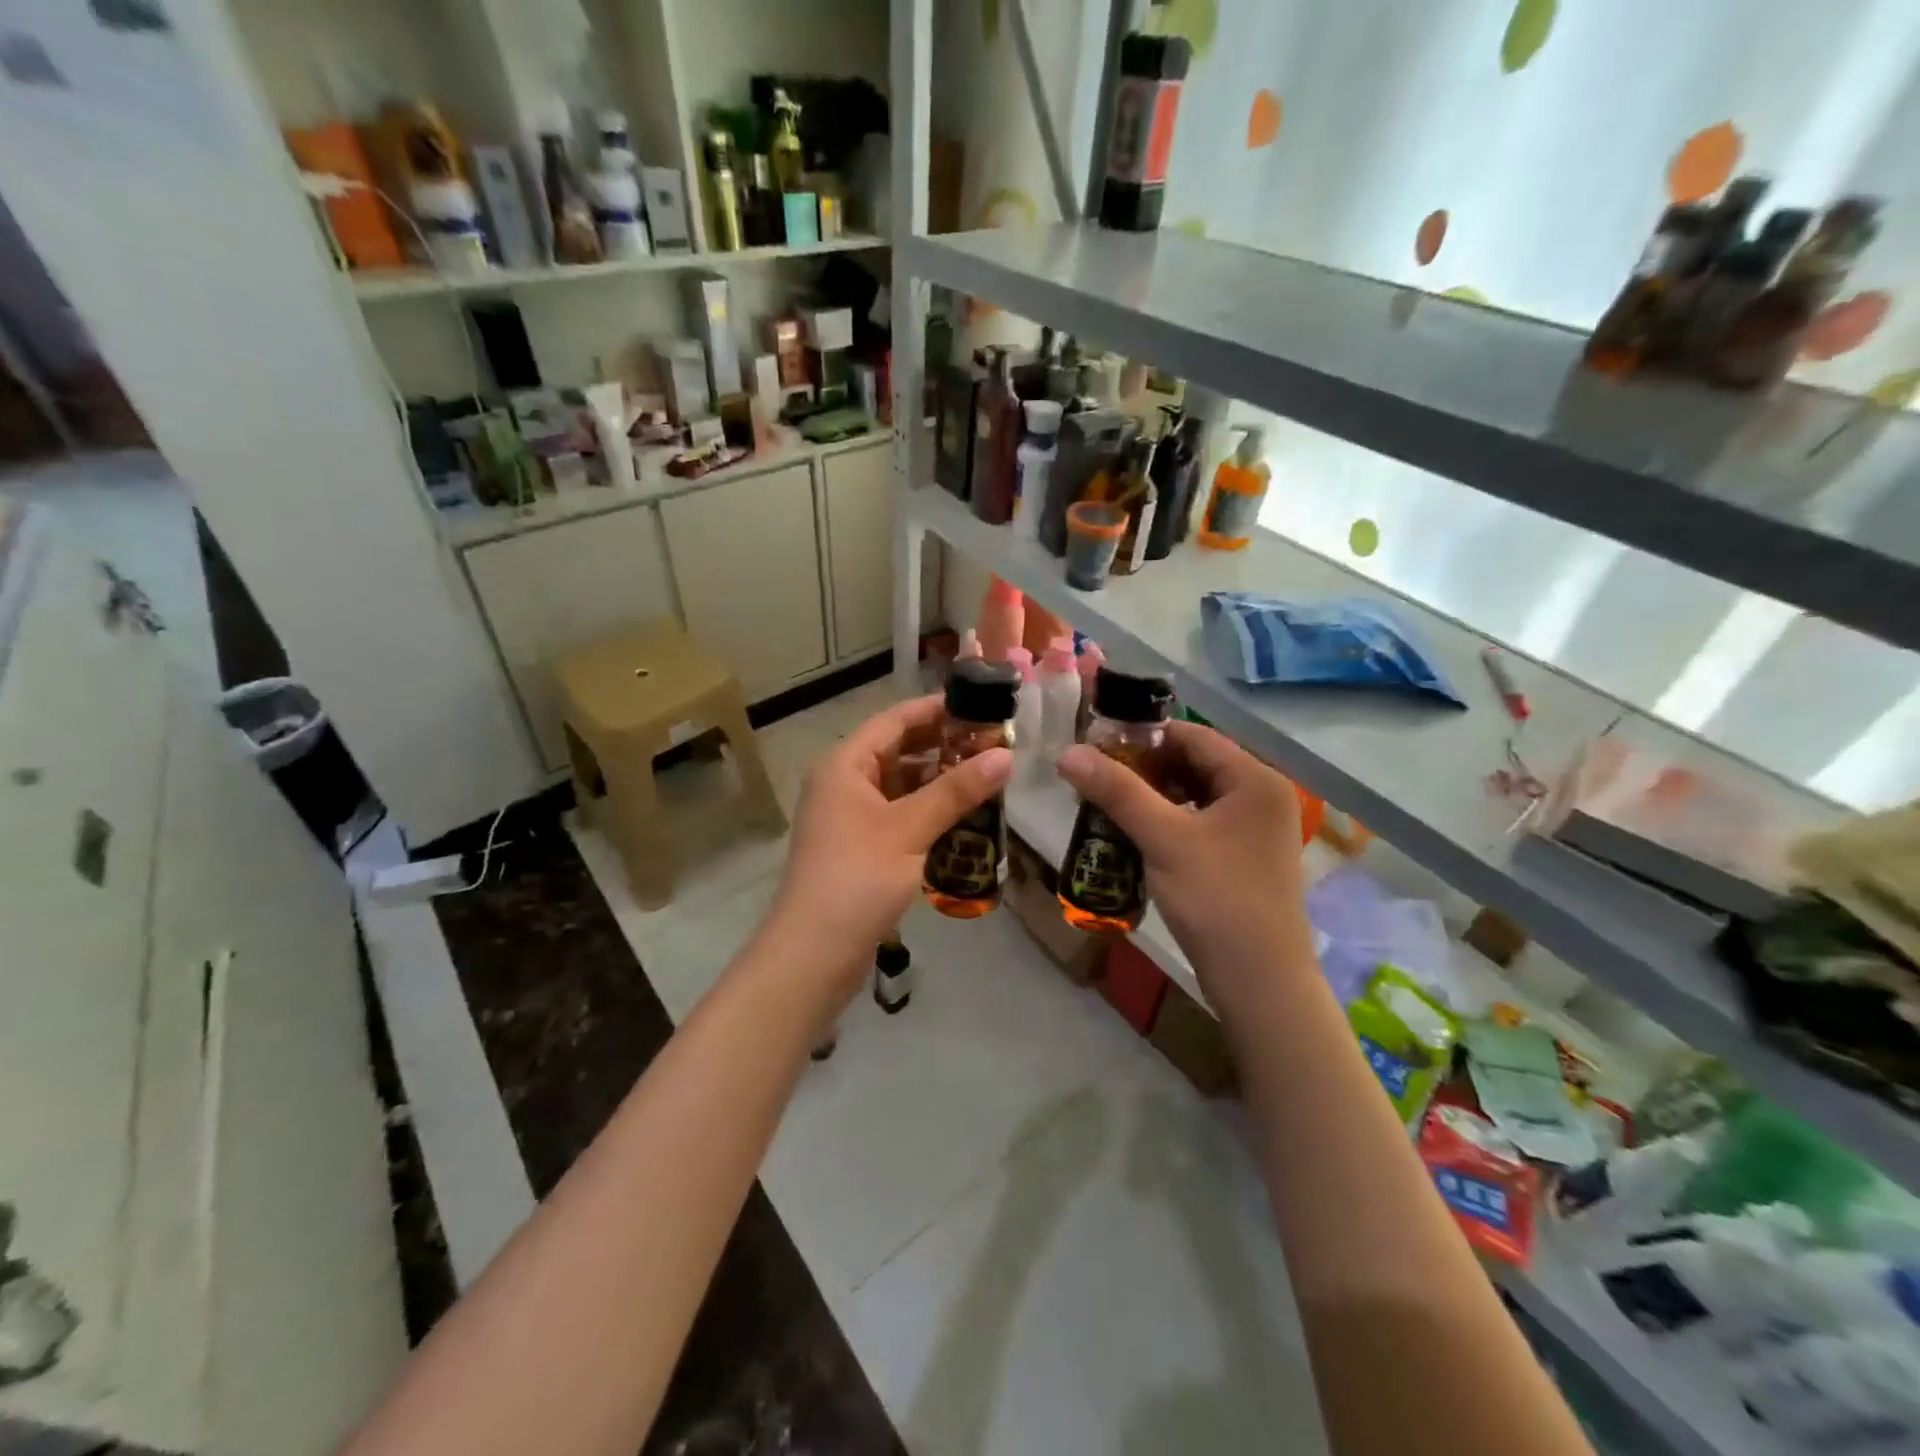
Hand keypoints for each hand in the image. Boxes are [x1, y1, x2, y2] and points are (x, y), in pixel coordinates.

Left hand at [765, 696, 1011, 1003]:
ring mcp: (850, 817)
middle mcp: (844, 783)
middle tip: (994, 744)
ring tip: (987, 778)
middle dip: (944, 746)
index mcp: (845, 765)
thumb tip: (1006, 755)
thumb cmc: (857, 878)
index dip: (937, 710)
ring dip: (939, 781)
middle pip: (898, 751)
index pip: (895, 720)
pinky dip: (928, 812)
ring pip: (901, 785)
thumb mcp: (910, 829)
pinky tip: (964, 817)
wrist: (813, 954)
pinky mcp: (860, 848)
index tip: (981, 706)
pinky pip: (899, 815)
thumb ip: (957, 790)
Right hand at [1057, 721, 1313, 1015]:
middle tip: (1096, 774)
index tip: (1097, 742)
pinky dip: (1167, 821)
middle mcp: (1260, 796)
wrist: (1260, 983)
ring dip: (1152, 795)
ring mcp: (1254, 830)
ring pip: (1194, 795)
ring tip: (1106, 801)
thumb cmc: (1217, 899)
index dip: (1143, 734)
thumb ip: (1117, 791)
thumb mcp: (1163, 839)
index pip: (1193, 735)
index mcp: (1254, 779)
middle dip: (1144, 767)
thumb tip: (1067, 753)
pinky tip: (1133, 832)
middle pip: (1194, 763)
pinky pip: (1199, 822)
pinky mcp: (1243, 857)